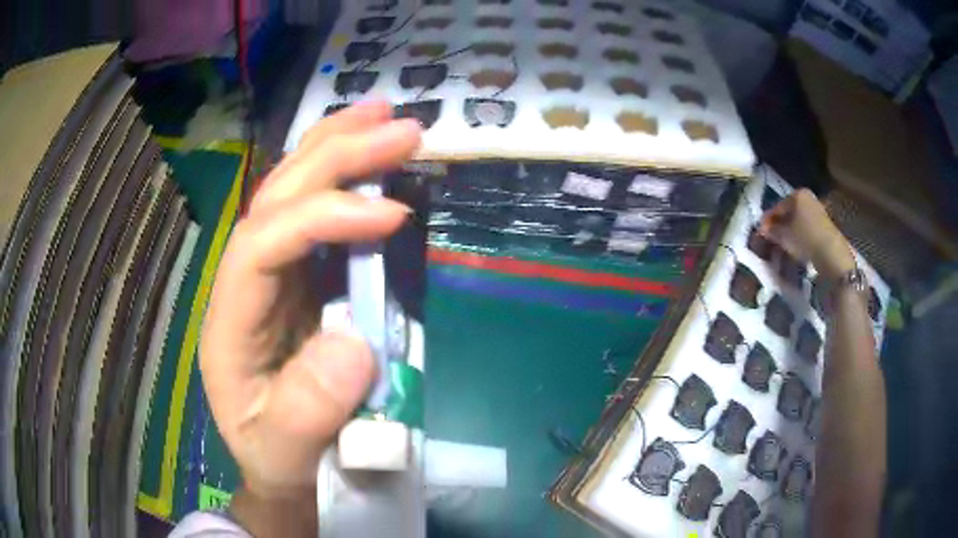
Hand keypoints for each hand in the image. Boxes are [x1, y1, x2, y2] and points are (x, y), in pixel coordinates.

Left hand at [200, 101, 421, 500]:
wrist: (277, 465)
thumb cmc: (276, 458)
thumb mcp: (284, 453)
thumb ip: (307, 411)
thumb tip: (355, 344)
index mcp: (230, 319)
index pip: (263, 243)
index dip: (323, 217)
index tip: (392, 216)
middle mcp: (245, 282)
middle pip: (277, 198)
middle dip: (335, 155)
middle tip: (400, 126)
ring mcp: (273, 275)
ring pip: (293, 192)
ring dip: (337, 148)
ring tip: (385, 116)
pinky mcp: (301, 280)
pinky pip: (318, 216)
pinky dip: (346, 179)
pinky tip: (372, 159)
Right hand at [759, 188, 854, 278]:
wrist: (830, 252)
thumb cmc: (804, 238)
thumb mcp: (783, 235)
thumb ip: (771, 230)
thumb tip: (763, 229)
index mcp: (797, 194)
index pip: (777, 206)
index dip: (767, 220)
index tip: (760, 232)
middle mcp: (808, 197)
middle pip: (789, 211)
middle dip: (779, 224)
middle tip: (771, 238)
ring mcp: (818, 209)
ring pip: (798, 219)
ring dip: (789, 230)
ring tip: (783, 243)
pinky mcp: (824, 224)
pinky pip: (807, 226)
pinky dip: (799, 234)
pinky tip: (796, 245)